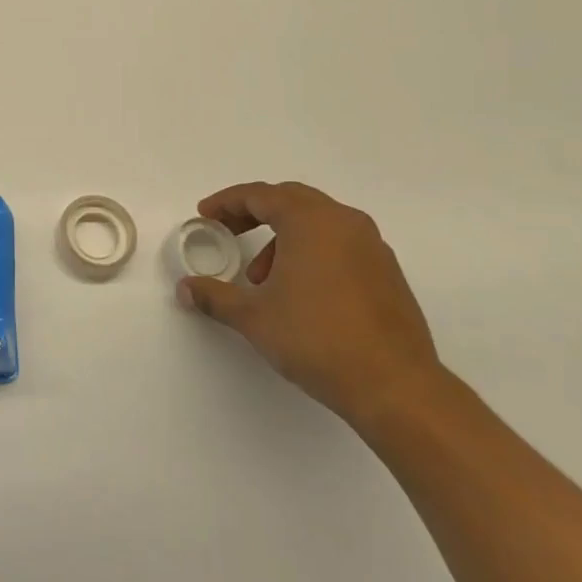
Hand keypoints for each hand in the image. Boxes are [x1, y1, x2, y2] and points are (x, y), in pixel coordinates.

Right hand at [178, 181, 441, 427]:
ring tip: (262, 278)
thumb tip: (185, 289)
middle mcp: (344, 222)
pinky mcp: (387, 272)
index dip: (227, 202)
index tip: (205, 215)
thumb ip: (215, 296)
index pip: (260, 195)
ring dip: (283, 237)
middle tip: (228, 232)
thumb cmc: (316, 339)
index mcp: (311, 221)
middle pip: (291, 200)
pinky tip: (299, 291)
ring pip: (317, 222)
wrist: (395, 386)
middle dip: (254, 213)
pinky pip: (339, 243)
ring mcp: (372, 246)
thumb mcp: (253, 317)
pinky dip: (311, 251)